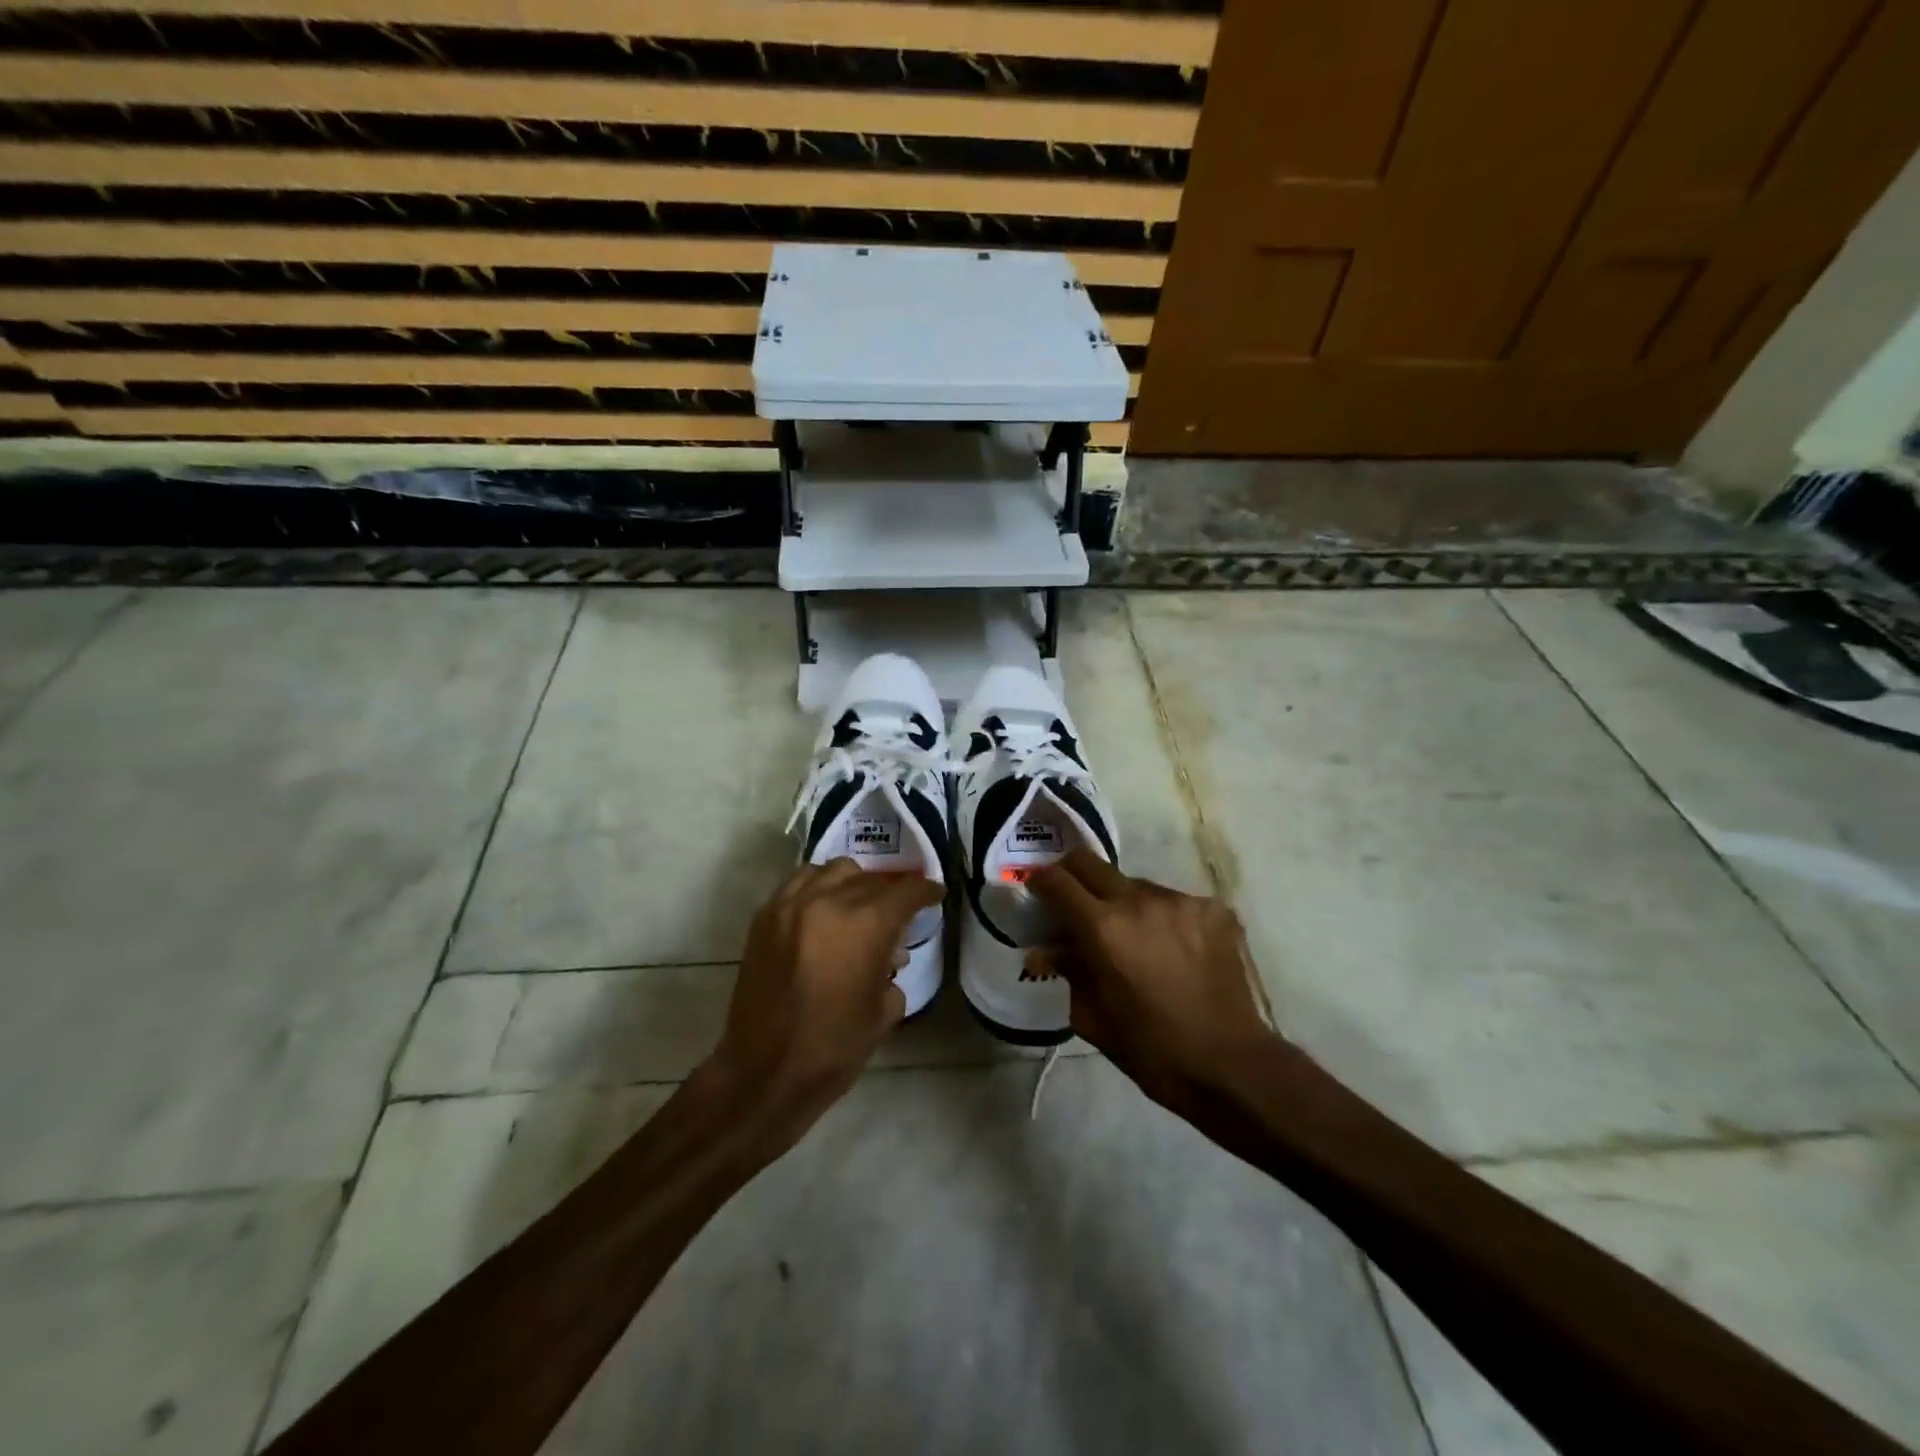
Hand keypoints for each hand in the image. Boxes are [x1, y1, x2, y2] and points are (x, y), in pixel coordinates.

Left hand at [699, 859, 941, 1159]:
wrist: (765, 1071)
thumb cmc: (834, 1047)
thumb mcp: (883, 1010)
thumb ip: (892, 971)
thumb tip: (889, 954)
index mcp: (866, 924)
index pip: (905, 891)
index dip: (925, 891)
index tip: (934, 895)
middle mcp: (829, 901)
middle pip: (870, 879)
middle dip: (889, 893)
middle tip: (896, 914)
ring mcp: (791, 905)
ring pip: (833, 871)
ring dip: (853, 883)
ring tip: (857, 906)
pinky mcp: (765, 917)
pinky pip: (798, 883)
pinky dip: (818, 887)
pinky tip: (823, 911)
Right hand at [1027, 848, 1280, 1112]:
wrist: (1230, 1065)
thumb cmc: (1151, 1050)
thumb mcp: (1093, 1017)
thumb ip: (1068, 972)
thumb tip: (1045, 951)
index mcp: (1102, 928)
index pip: (1057, 881)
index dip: (1040, 881)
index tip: (1036, 890)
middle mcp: (1139, 900)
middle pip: (1091, 862)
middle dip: (1073, 875)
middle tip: (1073, 899)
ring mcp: (1180, 901)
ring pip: (1136, 885)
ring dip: (1124, 903)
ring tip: (1135, 939)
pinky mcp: (1214, 909)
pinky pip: (1174, 903)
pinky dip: (1163, 919)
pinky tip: (1173, 950)